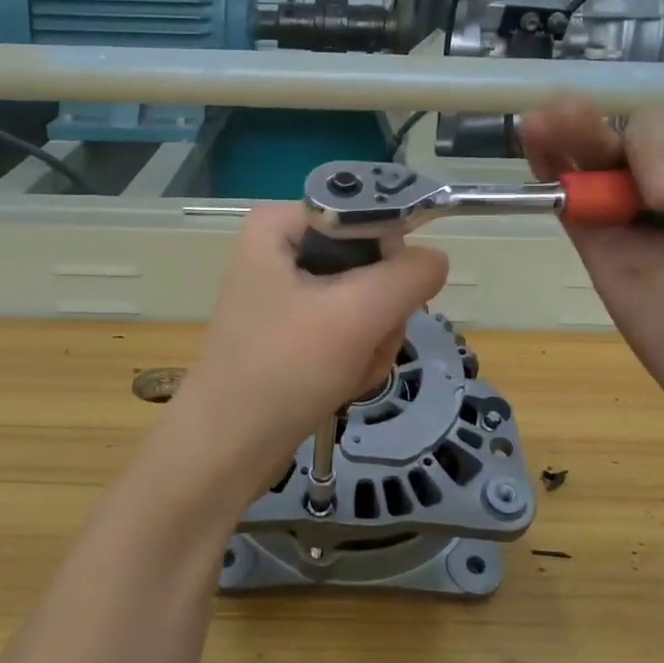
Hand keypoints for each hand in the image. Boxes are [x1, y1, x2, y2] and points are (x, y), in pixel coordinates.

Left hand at [167, 204, 448, 498]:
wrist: (228, 448)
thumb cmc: (284, 368)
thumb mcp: (357, 313)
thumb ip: (409, 275)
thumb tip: (435, 260)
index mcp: (280, 225)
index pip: (367, 214)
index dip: (390, 255)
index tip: (388, 298)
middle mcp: (281, 251)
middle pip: (371, 262)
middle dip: (380, 314)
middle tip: (362, 344)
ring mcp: (289, 295)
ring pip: (368, 303)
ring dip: (372, 343)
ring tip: (346, 372)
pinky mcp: (295, 333)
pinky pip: (350, 332)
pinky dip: (356, 360)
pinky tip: (341, 384)